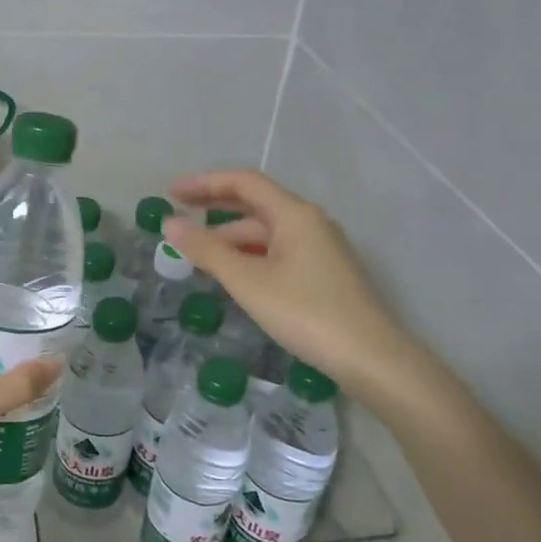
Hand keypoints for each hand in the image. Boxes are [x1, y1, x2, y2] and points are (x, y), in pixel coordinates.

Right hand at [162, 169, 423, 408]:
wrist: (370, 358)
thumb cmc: (306, 313)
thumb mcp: (248, 281)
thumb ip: (207, 250)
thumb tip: (170, 223)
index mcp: (294, 214)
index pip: (244, 183)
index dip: (204, 184)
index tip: (171, 194)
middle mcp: (310, 222)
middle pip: (255, 203)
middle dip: (214, 208)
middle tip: (178, 217)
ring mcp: (320, 248)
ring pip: (266, 231)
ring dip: (230, 237)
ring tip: (197, 254)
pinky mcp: (323, 273)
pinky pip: (277, 251)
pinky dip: (249, 255)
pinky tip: (232, 274)